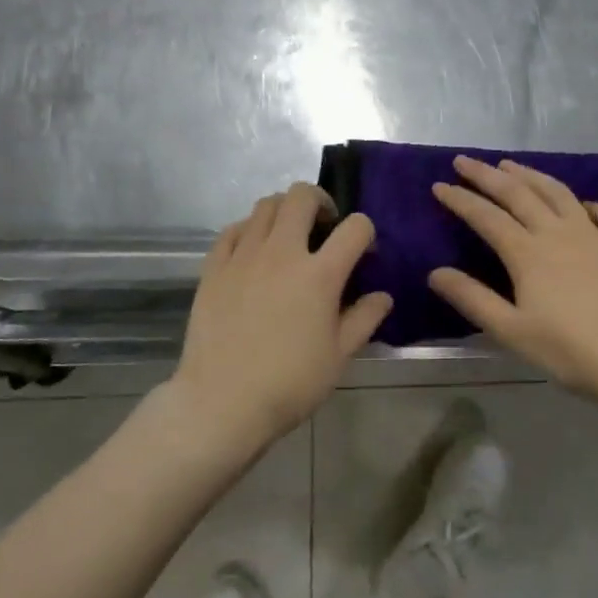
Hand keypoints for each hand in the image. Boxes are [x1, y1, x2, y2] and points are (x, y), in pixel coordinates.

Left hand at [171, 183, 392, 451]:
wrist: (222, 402)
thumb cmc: (289, 384)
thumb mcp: (338, 356)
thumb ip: (364, 319)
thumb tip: (383, 296)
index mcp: (320, 274)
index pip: (355, 227)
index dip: (365, 232)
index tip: (363, 253)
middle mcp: (282, 252)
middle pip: (302, 195)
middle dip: (320, 201)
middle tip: (324, 226)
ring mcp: (244, 256)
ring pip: (265, 205)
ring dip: (284, 211)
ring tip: (289, 237)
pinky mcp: (214, 267)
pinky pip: (232, 229)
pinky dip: (249, 229)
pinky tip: (253, 250)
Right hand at [429, 156, 597, 407]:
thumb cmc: (569, 352)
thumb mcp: (511, 332)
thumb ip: (472, 299)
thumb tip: (435, 272)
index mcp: (528, 253)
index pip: (486, 216)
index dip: (461, 199)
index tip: (439, 185)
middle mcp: (558, 233)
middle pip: (518, 193)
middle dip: (487, 175)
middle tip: (464, 161)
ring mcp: (593, 236)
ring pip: (557, 193)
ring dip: (530, 175)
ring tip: (510, 165)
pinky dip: (585, 201)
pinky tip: (579, 202)